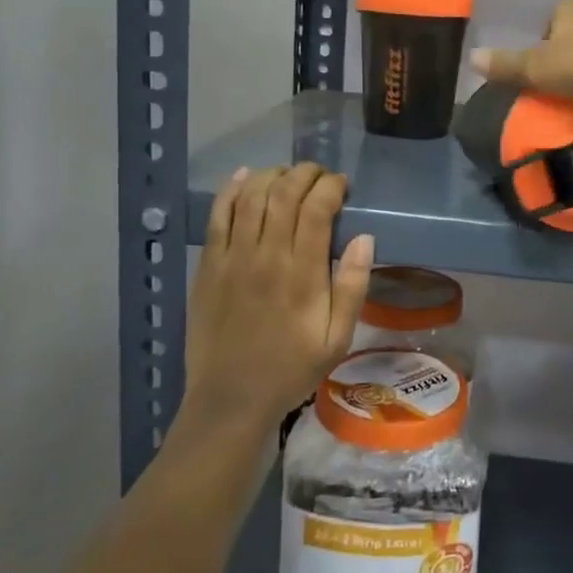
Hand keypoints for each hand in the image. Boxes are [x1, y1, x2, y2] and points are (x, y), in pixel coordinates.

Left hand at [178, 164, 373, 437]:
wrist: (231, 398)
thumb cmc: (291, 368)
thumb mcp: (338, 338)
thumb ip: (352, 287)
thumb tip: (364, 238)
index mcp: (302, 273)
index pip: (317, 209)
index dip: (331, 187)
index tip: (342, 185)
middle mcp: (266, 255)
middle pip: (284, 193)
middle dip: (305, 174)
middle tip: (319, 175)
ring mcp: (232, 257)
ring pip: (251, 197)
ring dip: (272, 176)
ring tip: (288, 176)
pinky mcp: (208, 265)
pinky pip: (217, 215)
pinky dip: (231, 190)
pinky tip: (245, 177)